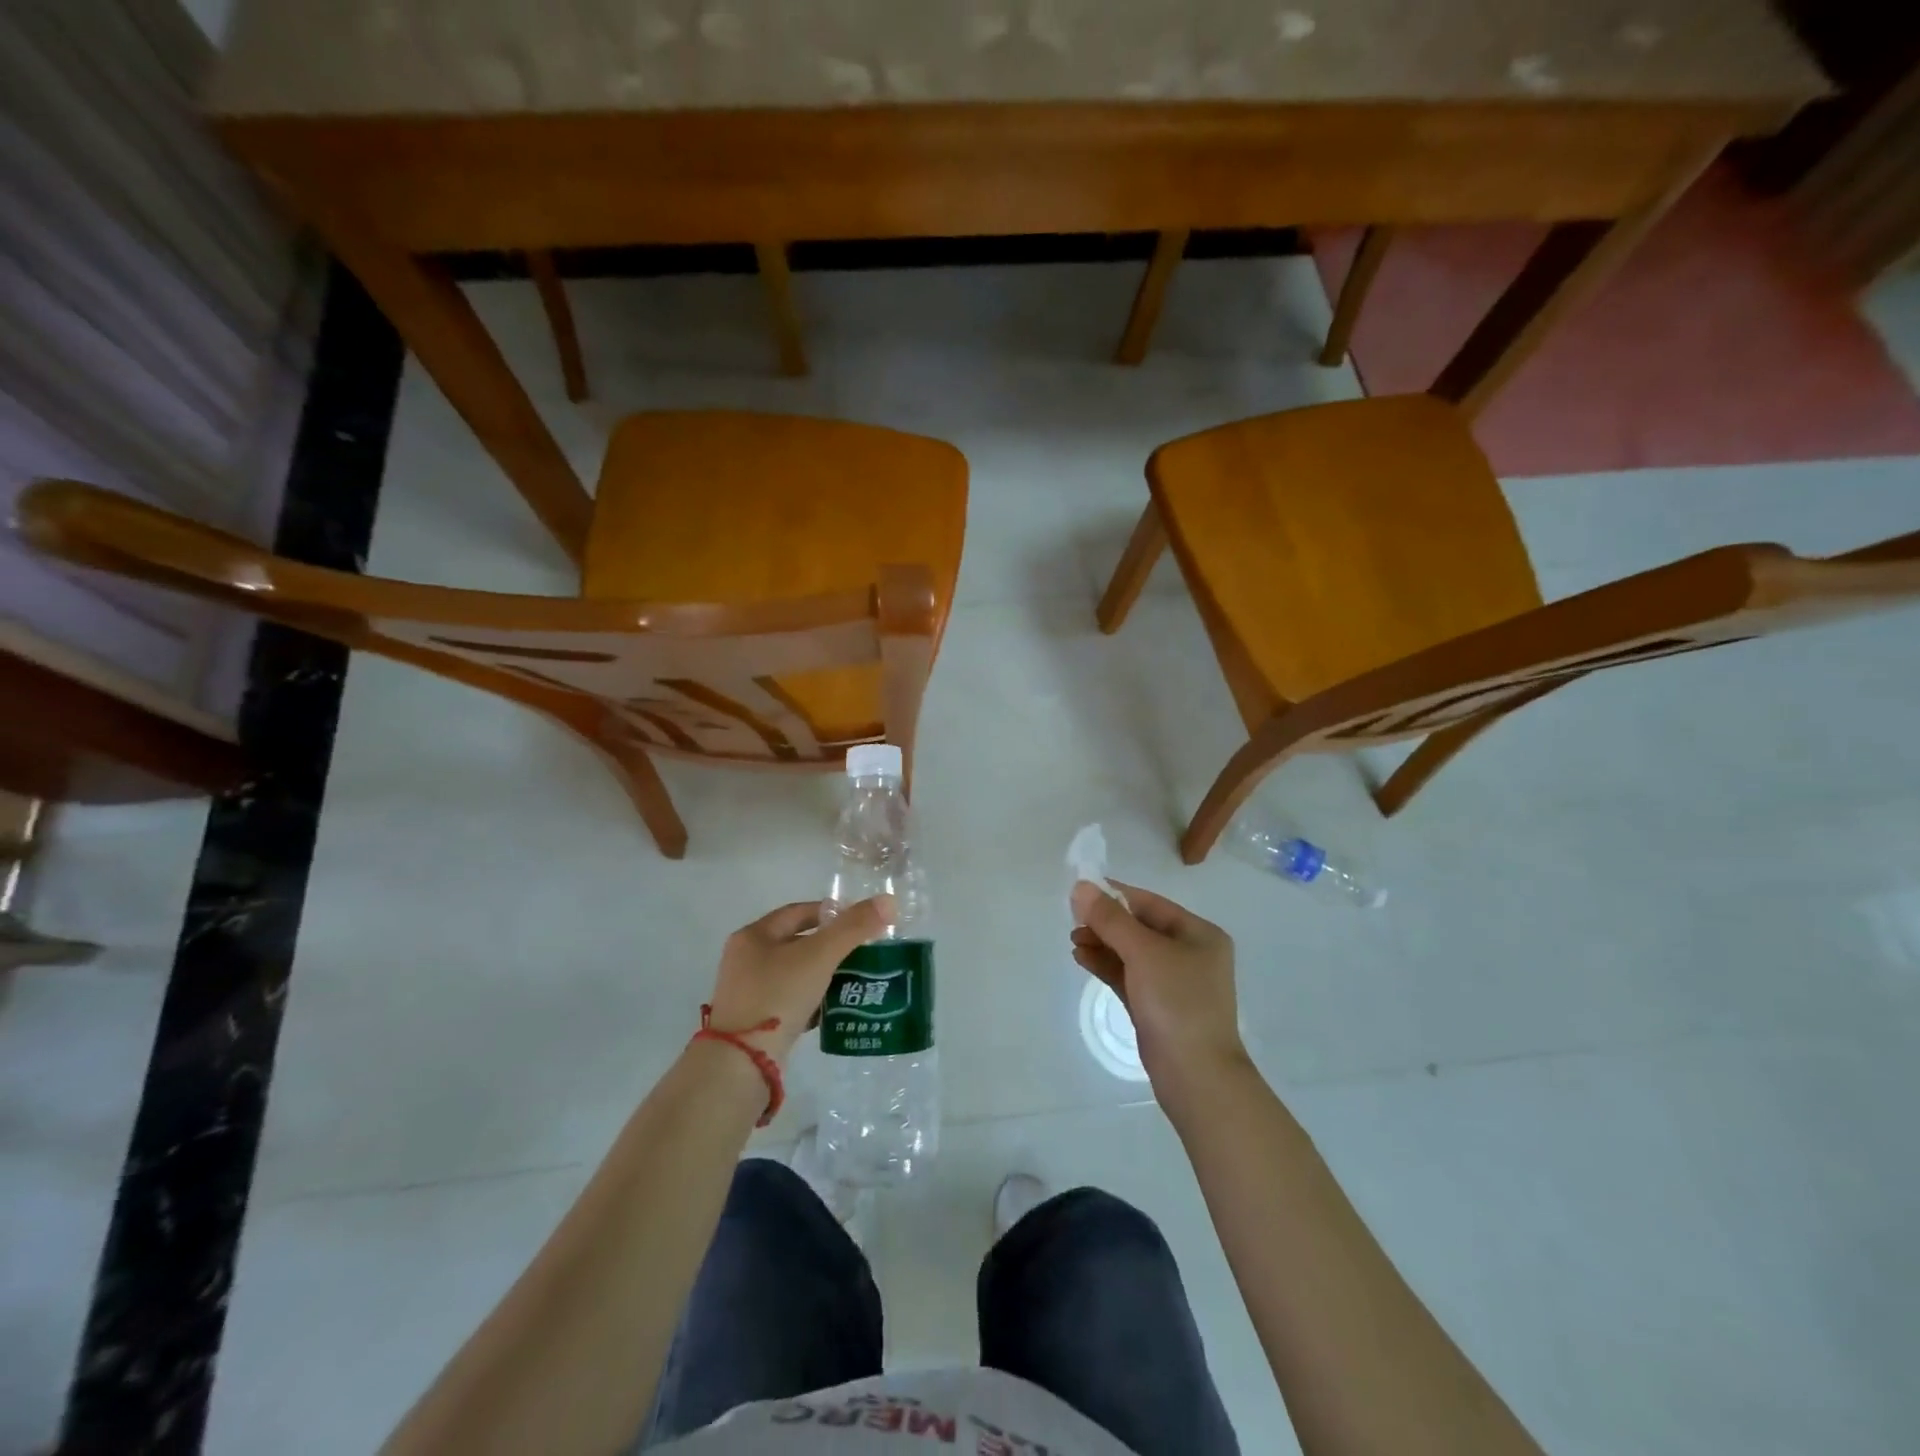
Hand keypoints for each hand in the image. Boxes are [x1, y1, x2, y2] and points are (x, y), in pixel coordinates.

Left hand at [707, 897, 892, 1061]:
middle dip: (831, 946)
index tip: (859, 923)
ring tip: (855, 980)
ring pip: (795, 973)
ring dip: (823, 974)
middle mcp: (746, 959)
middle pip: (797, 942)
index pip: (799, 912)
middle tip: (863, 952)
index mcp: (754, 935)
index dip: (831, 913)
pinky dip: (812, 1000)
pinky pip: (790, 1001)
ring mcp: (748, 992)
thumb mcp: (820, 955)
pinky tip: (834, 1009)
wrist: (742, 1062)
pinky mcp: (754, 1021)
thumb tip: (888, 901)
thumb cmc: (778, 995)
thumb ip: (853, 927)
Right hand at [1070, 880, 1246, 1090]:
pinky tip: (1082, 958)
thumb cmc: (1177, 1002)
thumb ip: (1110, 919)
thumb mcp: (1143, 952)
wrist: (1196, 1076)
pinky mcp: (1157, 1007)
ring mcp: (1174, 983)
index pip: (1150, 904)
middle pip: (1139, 927)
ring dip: (1102, 943)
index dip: (1115, 895)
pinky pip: (1128, 976)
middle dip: (1105, 922)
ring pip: (1131, 953)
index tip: (1080, 892)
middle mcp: (1190, 954)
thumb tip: (1081, 887)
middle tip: (1073, 920)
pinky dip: (1106, 965)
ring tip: (1074, 940)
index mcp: (1199, 934)